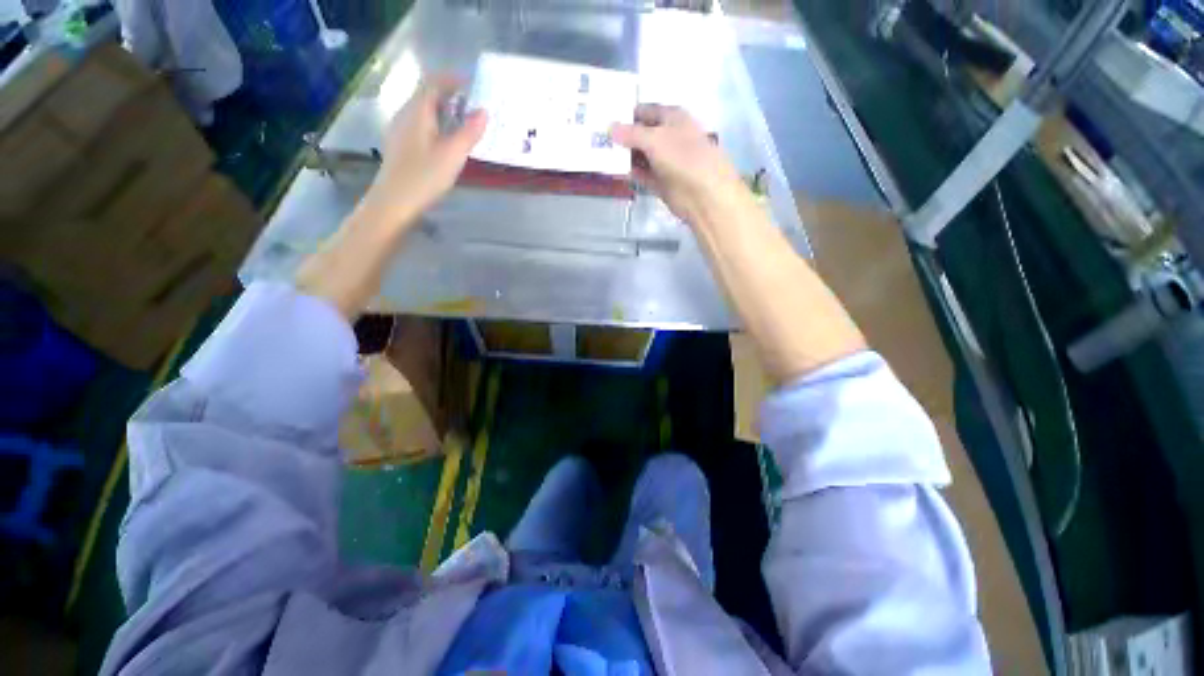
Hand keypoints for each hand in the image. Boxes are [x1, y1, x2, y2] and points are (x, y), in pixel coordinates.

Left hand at [362, 75, 487, 227]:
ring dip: (442, 109)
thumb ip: (469, 132)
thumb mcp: (452, 155)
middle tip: (471, 102)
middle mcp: (405, 115)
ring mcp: (400, 130)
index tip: (472, 82)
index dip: (452, 79)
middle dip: (448, 93)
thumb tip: (484, 112)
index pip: (433, 83)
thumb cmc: (424, 177)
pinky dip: (435, 123)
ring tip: (462, 120)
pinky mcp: (400, 146)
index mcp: (417, 112)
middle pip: (425, 94)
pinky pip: (419, 124)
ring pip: (422, 110)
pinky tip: (444, 139)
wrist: (394, 202)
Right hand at [610, 104, 749, 226]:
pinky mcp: (661, 182)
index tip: (604, 117)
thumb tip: (609, 128)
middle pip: (641, 134)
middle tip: (596, 138)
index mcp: (673, 118)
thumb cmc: (683, 157)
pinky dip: (630, 173)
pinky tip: (614, 172)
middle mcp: (669, 137)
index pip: (645, 111)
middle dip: (622, 136)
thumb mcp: (655, 139)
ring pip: (640, 156)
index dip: (626, 113)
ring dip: (624, 156)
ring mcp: (665, 161)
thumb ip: (631, 134)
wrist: (703, 194)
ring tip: (600, 154)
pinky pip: (642, 175)